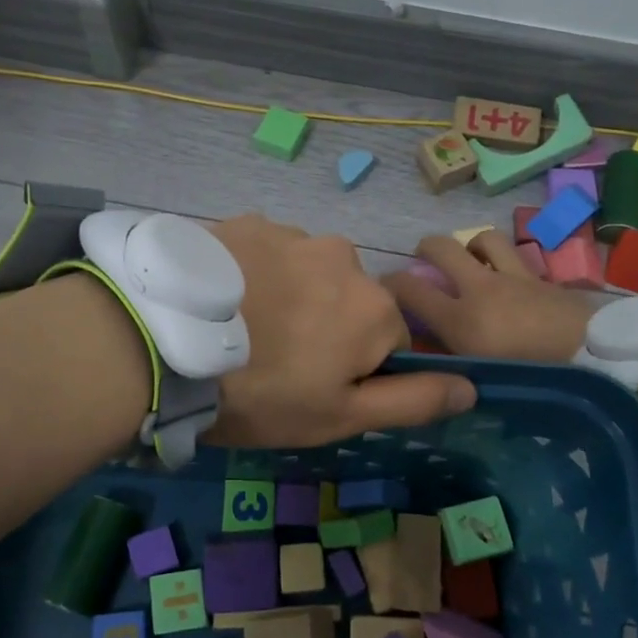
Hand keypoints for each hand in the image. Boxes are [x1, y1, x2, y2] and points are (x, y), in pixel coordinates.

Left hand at [207, 216, 477, 446]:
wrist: (164, 341)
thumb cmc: (262, 393)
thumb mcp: (340, 415)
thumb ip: (412, 399)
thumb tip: (472, 384)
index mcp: (375, 307)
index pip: (388, 343)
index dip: (353, 372)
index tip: (310, 389)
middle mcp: (344, 256)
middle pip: (347, 302)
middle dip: (324, 328)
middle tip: (271, 360)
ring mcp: (291, 233)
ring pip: (306, 273)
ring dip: (288, 296)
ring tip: (240, 328)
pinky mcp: (244, 222)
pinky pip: (264, 252)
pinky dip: (253, 273)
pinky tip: (220, 299)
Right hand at [381, 231, 600, 361]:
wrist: (596, 363)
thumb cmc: (532, 382)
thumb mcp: (479, 380)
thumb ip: (449, 363)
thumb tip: (425, 355)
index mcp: (459, 319)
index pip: (407, 288)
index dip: (388, 284)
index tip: (384, 289)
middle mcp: (480, 288)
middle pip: (441, 246)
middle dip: (425, 249)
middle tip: (424, 261)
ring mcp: (514, 277)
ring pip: (483, 239)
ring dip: (471, 246)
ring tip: (471, 260)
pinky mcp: (542, 278)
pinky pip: (516, 257)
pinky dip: (505, 262)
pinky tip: (509, 280)